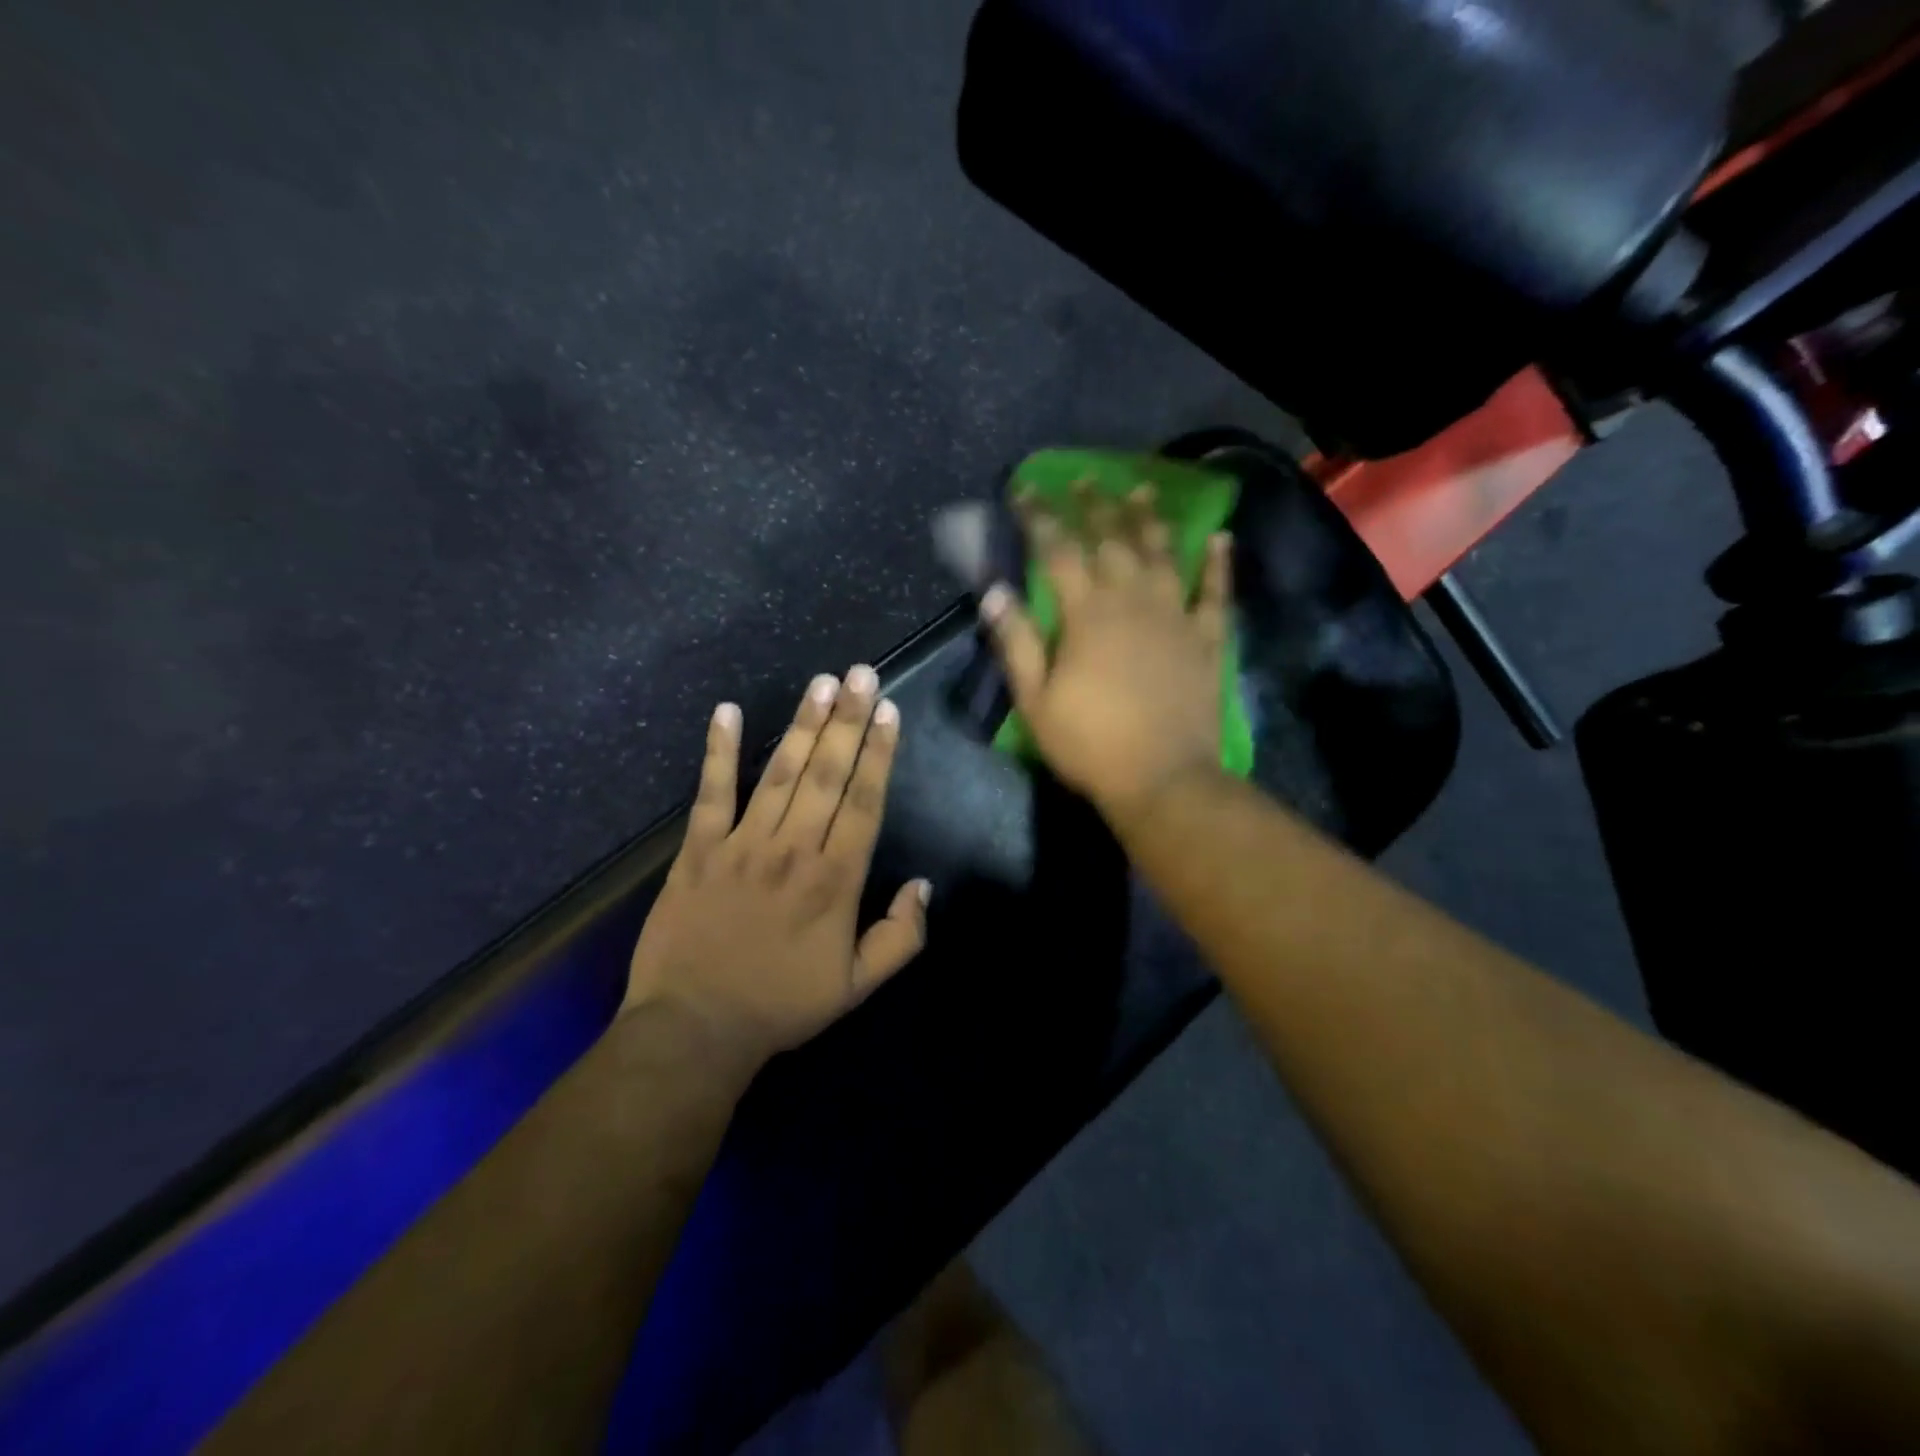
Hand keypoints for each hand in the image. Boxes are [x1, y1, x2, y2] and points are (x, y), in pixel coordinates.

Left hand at [622, 665, 930, 1073]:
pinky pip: (711, 794)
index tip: (888, 711)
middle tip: (860, 673)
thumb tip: (923, 886)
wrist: (694, 1030)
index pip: (864, 802)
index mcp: (835, 880)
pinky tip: (725, 712)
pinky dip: (718, 753)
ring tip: (820, 683)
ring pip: (780, 774)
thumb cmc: (782, 1005)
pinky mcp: (697, 851)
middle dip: (847, 720)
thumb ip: (901, 937)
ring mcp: (742, 845)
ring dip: (802, 725)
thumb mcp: (858, 987)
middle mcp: (793, 849)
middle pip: (827, 775)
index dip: (878, 754)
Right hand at [981, 486, 1231, 820]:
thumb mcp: (1036, 701)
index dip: (1039, 518)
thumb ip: (1017, 643)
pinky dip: (1218, 565)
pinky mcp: (1206, 640)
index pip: (1058, 551)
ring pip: (1162, 555)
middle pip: (1111, 541)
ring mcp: (1174, 617)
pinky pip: (1214, 593)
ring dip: (1149, 520)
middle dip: (1093, 506)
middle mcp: (1132, 601)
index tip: (1024, 490)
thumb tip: (994, 592)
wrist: (1163, 779)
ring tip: (1141, 490)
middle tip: (1083, 478)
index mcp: (1087, 614)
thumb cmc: (1090, 744)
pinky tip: (1221, 538)